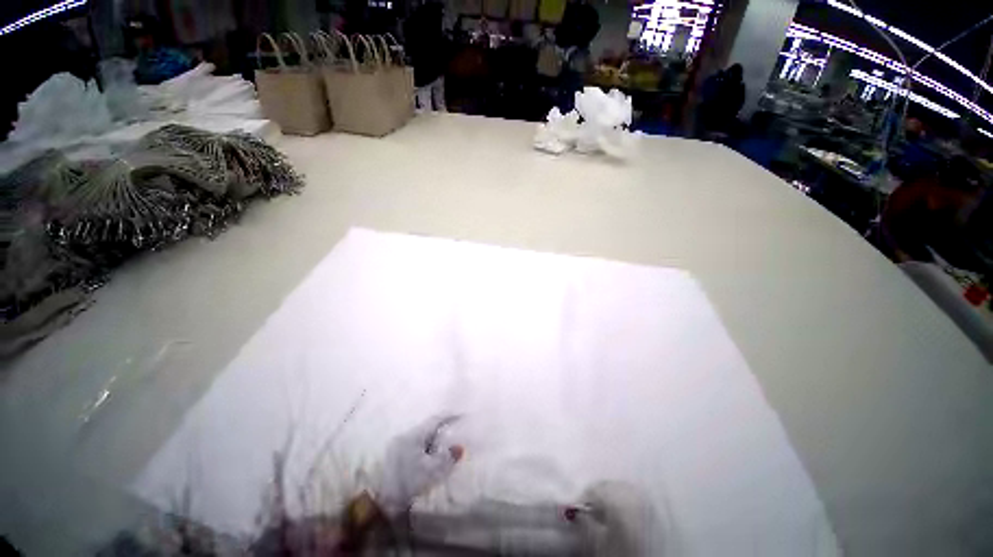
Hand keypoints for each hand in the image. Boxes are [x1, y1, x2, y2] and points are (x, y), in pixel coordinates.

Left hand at [375, 415, 463, 517]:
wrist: (378, 502)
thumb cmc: (407, 483)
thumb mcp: (431, 471)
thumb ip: (447, 457)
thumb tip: (460, 447)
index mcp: (415, 434)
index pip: (436, 419)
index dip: (450, 416)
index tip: (461, 415)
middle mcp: (406, 435)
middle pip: (428, 427)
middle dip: (442, 428)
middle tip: (456, 430)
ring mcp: (398, 445)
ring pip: (422, 436)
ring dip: (434, 439)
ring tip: (446, 444)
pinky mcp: (395, 456)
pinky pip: (416, 444)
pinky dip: (426, 447)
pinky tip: (431, 455)